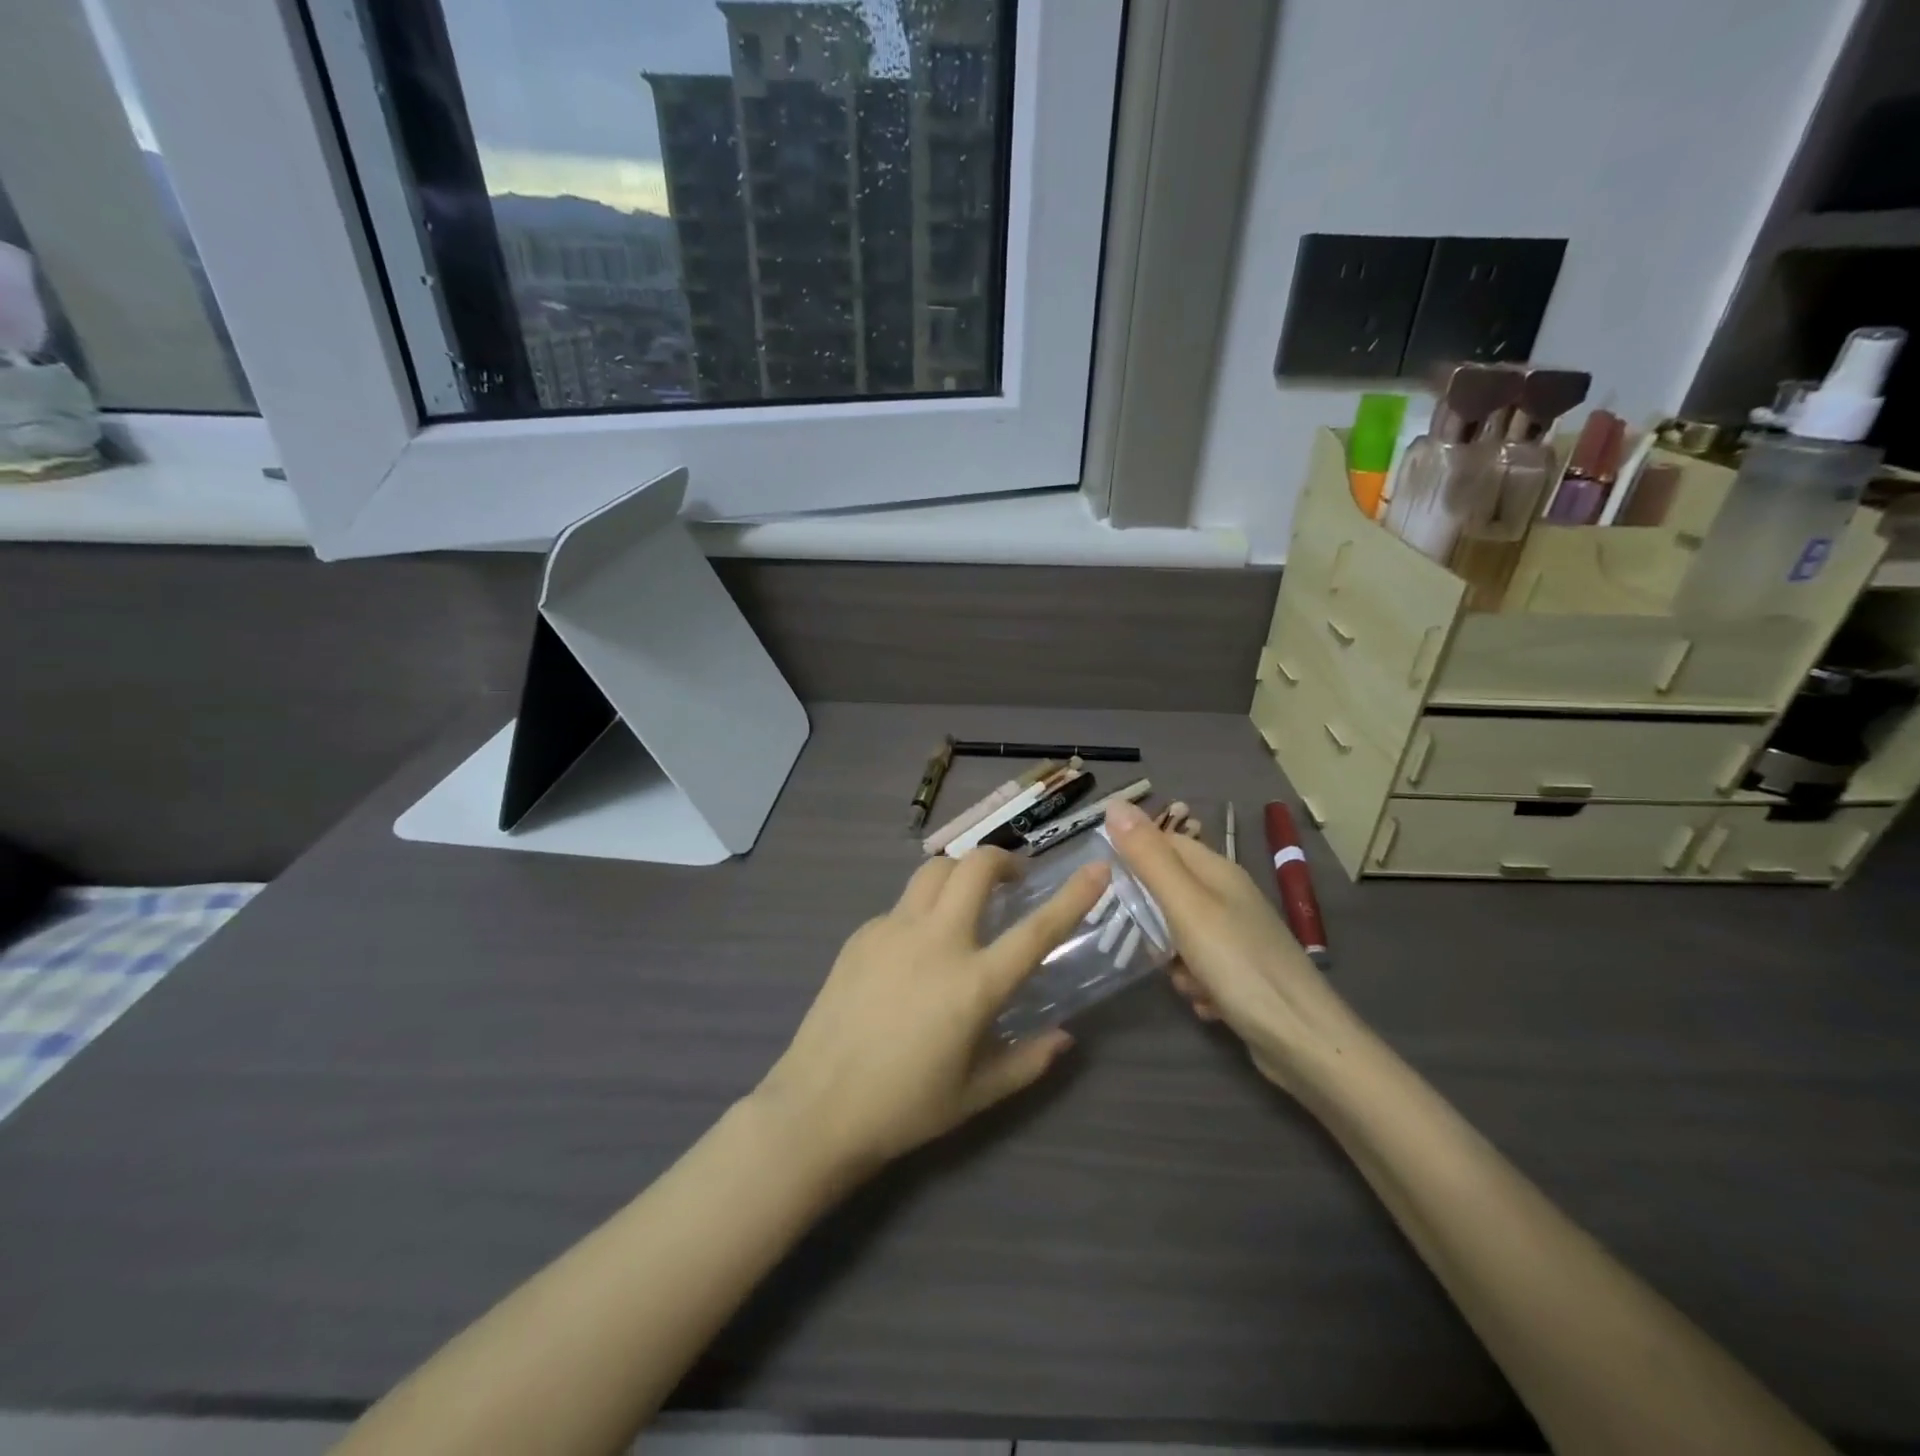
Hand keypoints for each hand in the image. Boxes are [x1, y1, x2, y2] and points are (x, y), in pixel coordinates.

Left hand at [754, 849, 1107, 1176]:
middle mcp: (936, 942)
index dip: (1073, 896)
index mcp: (973, 984)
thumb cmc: (904, 1107)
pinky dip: (923, 909)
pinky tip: (917, 948)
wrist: (817, 1107)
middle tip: (1013, 881)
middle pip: (975, 867)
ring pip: (934, 872)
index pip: (1036, 930)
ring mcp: (893, 931)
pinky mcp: (862, 934)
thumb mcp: (977, 1095)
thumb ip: (1028, 1062)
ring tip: (968, 900)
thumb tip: (1065, 1037)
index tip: (1096, 868)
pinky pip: (902, 905)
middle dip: (1003, 859)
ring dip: (960, 874)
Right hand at [1104, 800, 1361, 1091]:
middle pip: (1167, 892)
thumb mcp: (1185, 906)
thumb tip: (1115, 804)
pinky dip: (1195, 985)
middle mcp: (1228, 897)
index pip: (1163, 842)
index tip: (1102, 881)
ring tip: (1187, 978)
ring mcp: (1236, 937)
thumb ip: (1149, 858)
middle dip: (1150, 921)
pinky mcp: (1240, 973)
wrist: (1303, 1042)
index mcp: (1217, 872)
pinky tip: (1207, 1002)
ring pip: (1178, 936)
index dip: (1132, 855)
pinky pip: (1198, 969)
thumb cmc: (1240, 964)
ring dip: (1173, 961)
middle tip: (1147, 942)